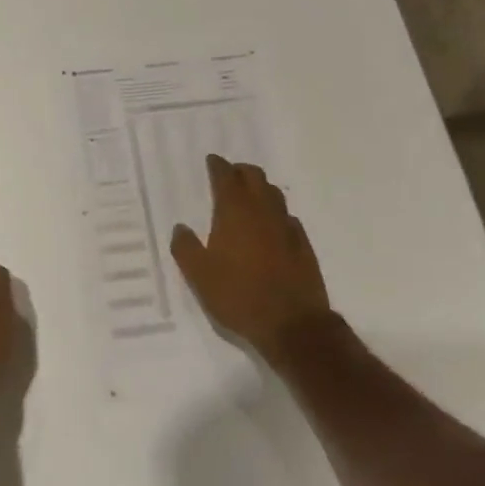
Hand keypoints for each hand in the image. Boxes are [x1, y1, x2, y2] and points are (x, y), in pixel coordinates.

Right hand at [171, 154, 333, 358]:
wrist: (292, 324)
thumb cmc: (238, 296)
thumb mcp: (199, 276)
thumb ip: (185, 248)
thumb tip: (180, 228)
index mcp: (234, 212)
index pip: (226, 177)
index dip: (217, 166)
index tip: (212, 161)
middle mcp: (262, 212)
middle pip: (254, 177)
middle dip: (241, 171)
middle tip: (230, 174)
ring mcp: (286, 227)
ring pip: (274, 194)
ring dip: (261, 188)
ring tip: (250, 195)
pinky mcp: (303, 245)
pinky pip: (288, 218)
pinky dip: (277, 214)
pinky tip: (272, 226)